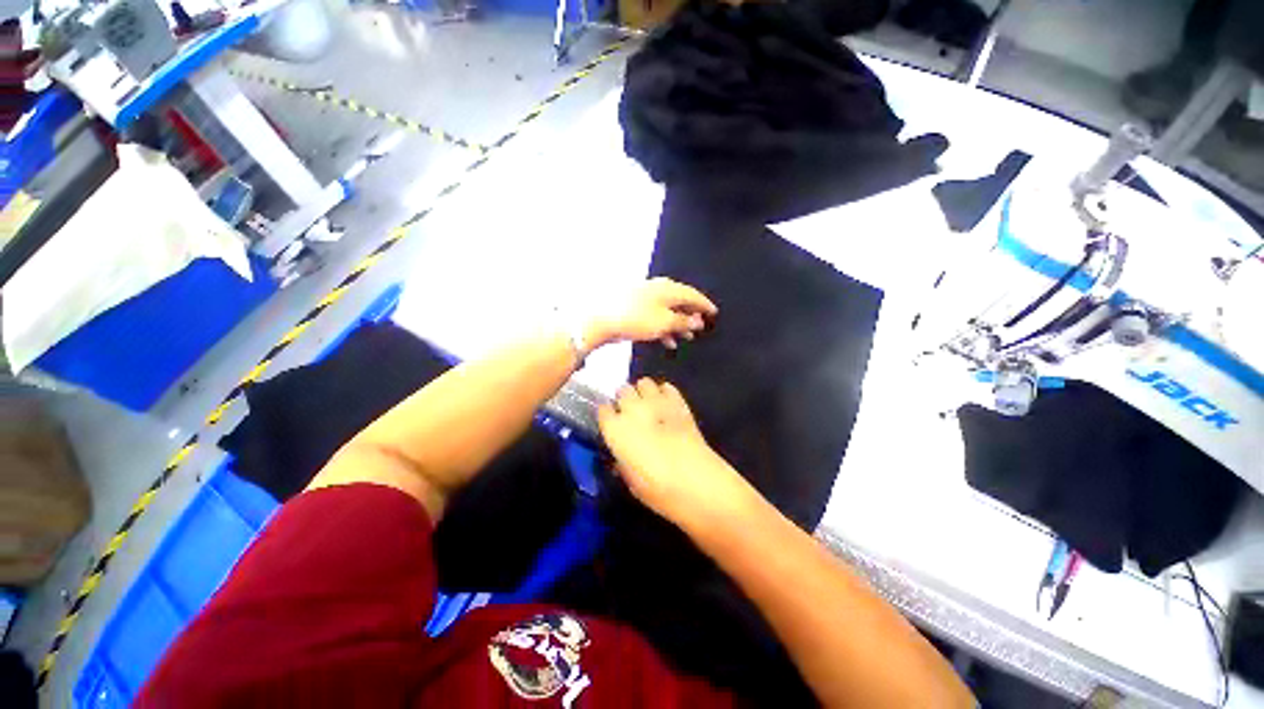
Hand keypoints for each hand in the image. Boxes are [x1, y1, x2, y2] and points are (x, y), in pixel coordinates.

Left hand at [583, 278, 717, 352]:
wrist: (601, 319)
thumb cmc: (636, 319)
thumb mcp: (664, 322)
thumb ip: (683, 321)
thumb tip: (698, 321)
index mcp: (667, 289)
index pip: (692, 294)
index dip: (704, 304)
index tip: (714, 313)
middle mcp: (657, 289)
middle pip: (679, 301)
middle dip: (690, 315)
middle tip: (700, 327)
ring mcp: (643, 297)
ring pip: (667, 310)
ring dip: (677, 324)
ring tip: (686, 337)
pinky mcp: (633, 307)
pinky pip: (654, 316)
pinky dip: (663, 327)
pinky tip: (667, 340)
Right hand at [598, 378, 757, 530]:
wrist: (696, 481)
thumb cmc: (657, 489)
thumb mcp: (630, 481)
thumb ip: (621, 461)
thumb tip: (621, 455)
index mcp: (615, 429)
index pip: (603, 410)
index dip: (607, 415)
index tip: (611, 422)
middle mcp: (632, 409)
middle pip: (623, 391)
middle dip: (624, 399)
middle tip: (630, 413)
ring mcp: (656, 402)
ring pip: (643, 383)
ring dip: (643, 392)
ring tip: (648, 404)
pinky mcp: (678, 402)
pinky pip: (667, 387)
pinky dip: (664, 392)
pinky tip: (666, 403)